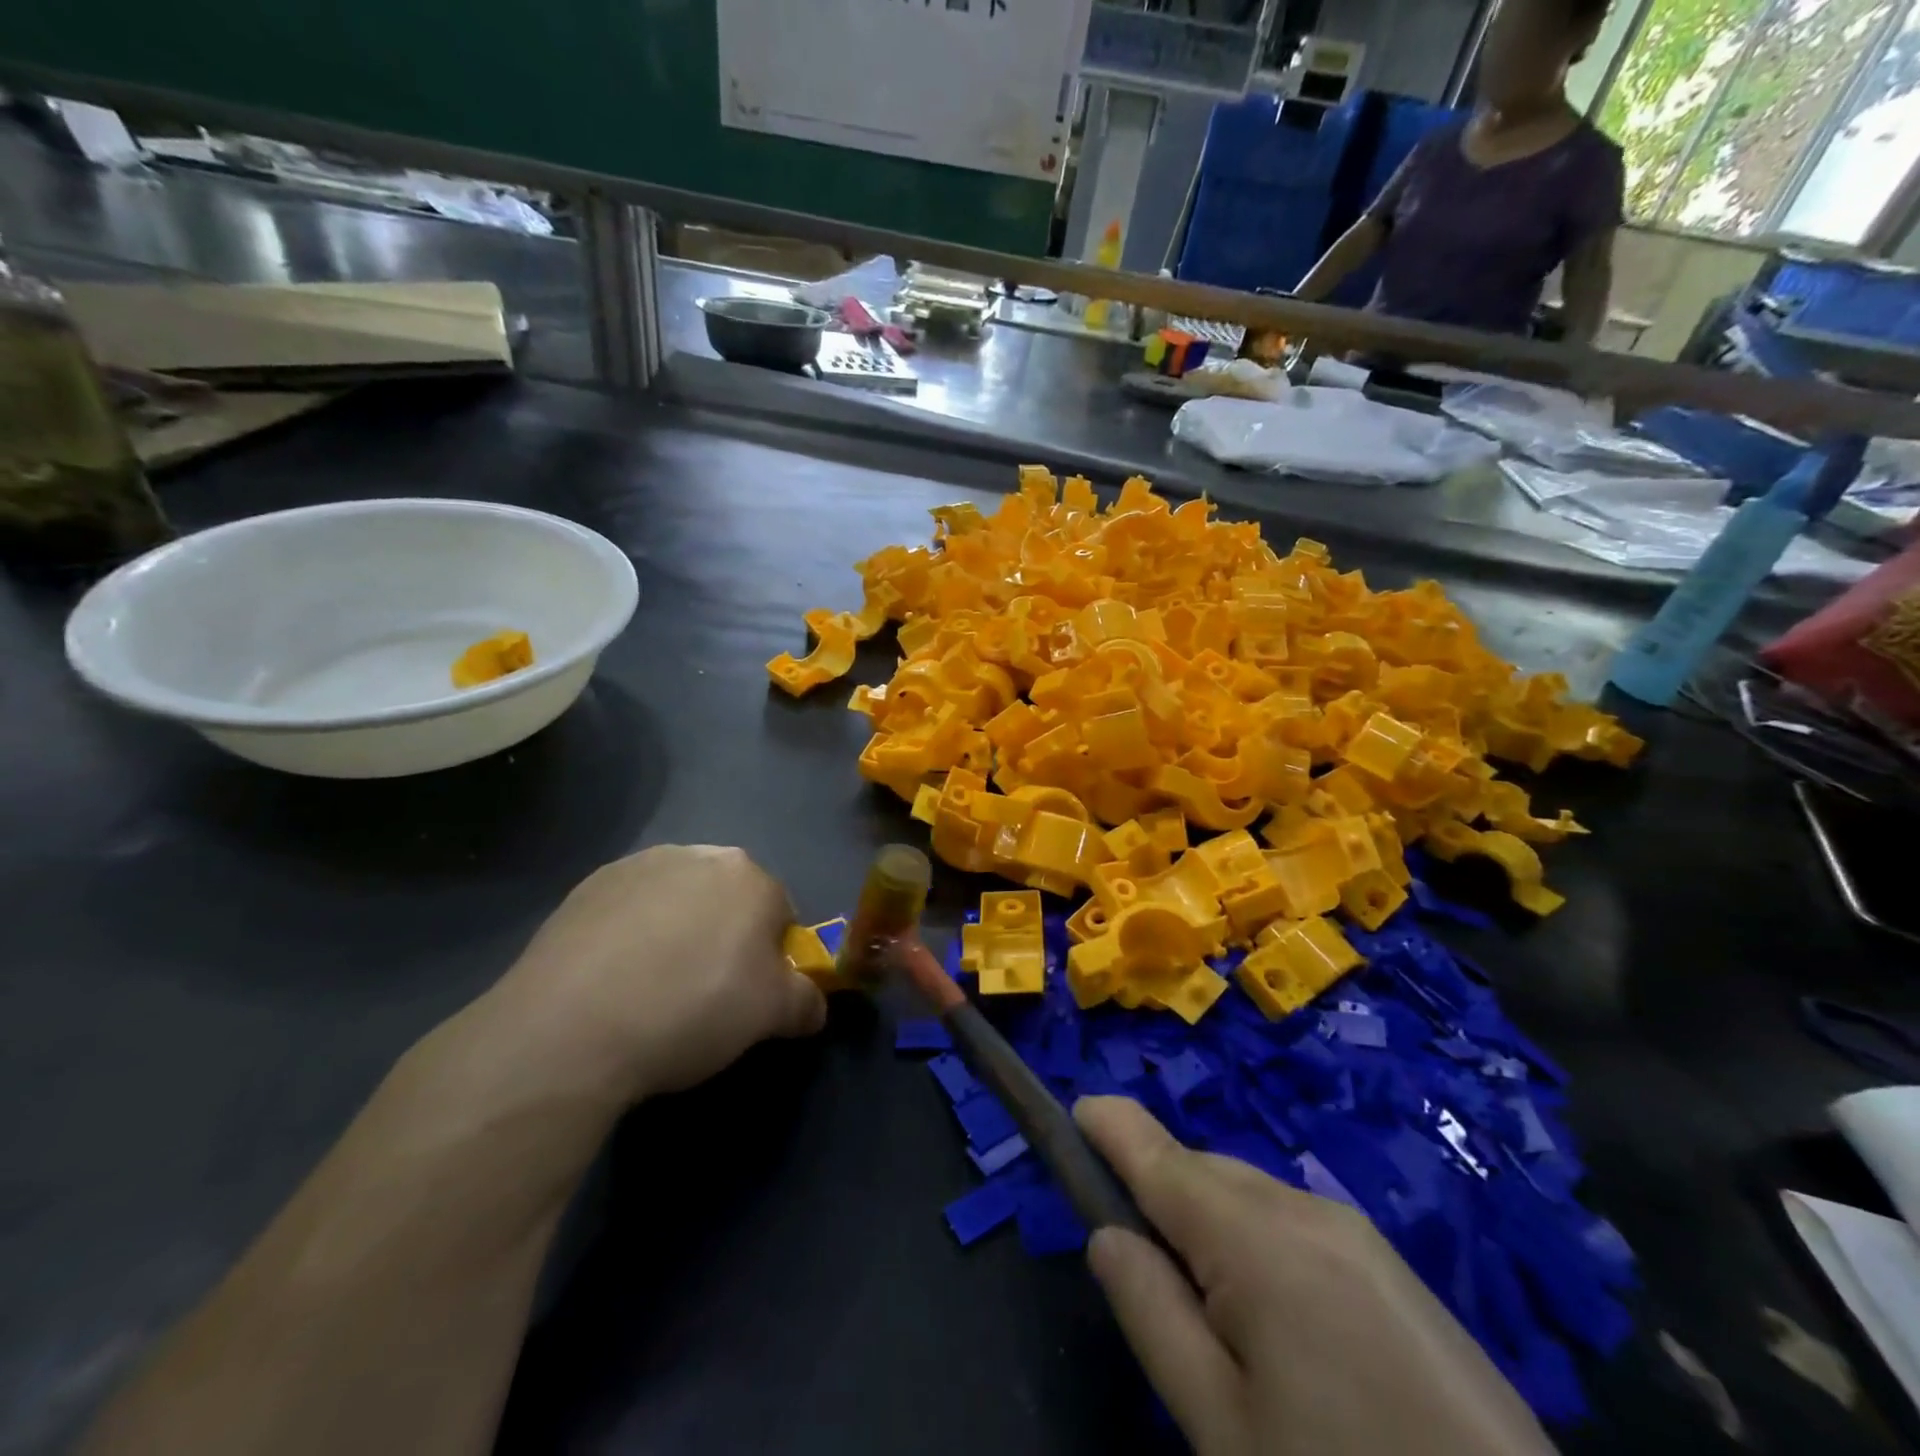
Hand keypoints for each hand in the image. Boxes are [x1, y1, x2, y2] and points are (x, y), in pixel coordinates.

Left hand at [487, 845, 826, 1106]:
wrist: (570, 1028)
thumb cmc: (691, 1009)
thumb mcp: (770, 1016)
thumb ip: (806, 1002)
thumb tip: (814, 1005)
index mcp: (749, 875)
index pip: (781, 913)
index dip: (771, 957)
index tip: (749, 996)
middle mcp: (697, 854)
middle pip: (728, 898)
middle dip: (724, 936)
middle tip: (703, 992)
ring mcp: (637, 865)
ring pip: (677, 900)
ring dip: (677, 931)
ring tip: (651, 989)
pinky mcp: (586, 886)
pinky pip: (628, 909)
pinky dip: (630, 934)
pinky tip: (612, 980)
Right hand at [1075, 1097, 1555, 1455]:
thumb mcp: (1219, 1424)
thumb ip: (1150, 1312)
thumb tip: (1107, 1234)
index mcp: (1256, 1235)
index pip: (1158, 1151)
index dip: (1109, 1125)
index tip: (1072, 1113)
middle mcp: (1305, 1207)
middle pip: (1201, 1171)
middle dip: (1156, 1189)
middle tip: (1134, 1259)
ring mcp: (1357, 1233)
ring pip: (1248, 1196)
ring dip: (1207, 1220)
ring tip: (1205, 1308)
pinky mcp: (1392, 1268)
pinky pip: (1294, 1224)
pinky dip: (1256, 1241)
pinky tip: (1273, 1321)